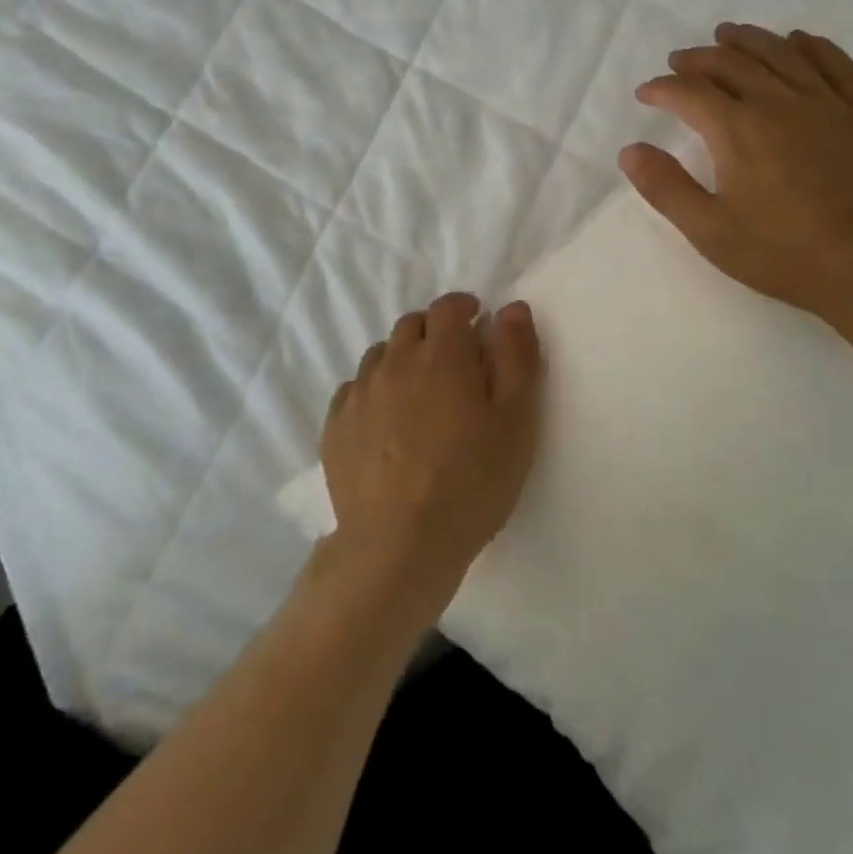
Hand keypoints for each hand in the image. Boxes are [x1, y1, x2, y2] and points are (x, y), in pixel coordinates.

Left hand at [319, 293, 542, 618]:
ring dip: (402, 359)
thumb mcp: (516, 420)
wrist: (398, 546)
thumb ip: (516, 356)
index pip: (448, 307)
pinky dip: (374, 391)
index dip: (465, 308)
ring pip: (381, 355)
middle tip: (454, 361)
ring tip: (419, 392)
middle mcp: (394, 362)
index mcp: (441, 355)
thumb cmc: (471, 482)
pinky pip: (354, 390)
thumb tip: (511, 308)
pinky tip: (385, 421)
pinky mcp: (335, 427)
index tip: (477, 322)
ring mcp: (359, 394)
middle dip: (434, 331)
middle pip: (412, 326)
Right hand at [619, 22, 852, 330]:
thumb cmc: (785, 253)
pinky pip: (836, 63)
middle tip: (680, 60)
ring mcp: (827, 103)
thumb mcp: (710, 231)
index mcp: (738, 129)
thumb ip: (666, 188)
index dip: (662, 88)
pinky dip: (812, 46)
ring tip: (728, 35)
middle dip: (698, 58)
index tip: (646, 93)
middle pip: (732, 62)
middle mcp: (779, 102)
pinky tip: (799, 41)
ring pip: (781, 53)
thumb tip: (630, 150)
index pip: (689, 92)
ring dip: (748, 39)